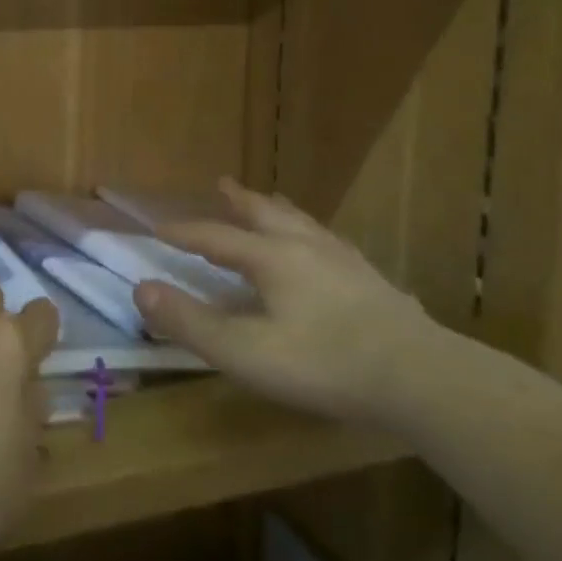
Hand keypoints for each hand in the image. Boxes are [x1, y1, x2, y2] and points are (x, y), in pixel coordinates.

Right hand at [133, 178, 437, 425]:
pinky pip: (331, 242)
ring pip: (302, 222)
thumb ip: (190, 321)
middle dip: (238, 201)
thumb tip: (141, 287)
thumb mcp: (243, 351)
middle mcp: (304, 247)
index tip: (159, 227)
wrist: (419, 377)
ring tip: (271, 201)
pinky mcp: (371, 280)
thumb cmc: (322, 363)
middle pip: (264, 213)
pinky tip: (326, 246)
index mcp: (270, 258)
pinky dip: (314, 234)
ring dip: (277, 209)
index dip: (184, 231)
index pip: (215, 236)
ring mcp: (343, 260)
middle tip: (222, 183)